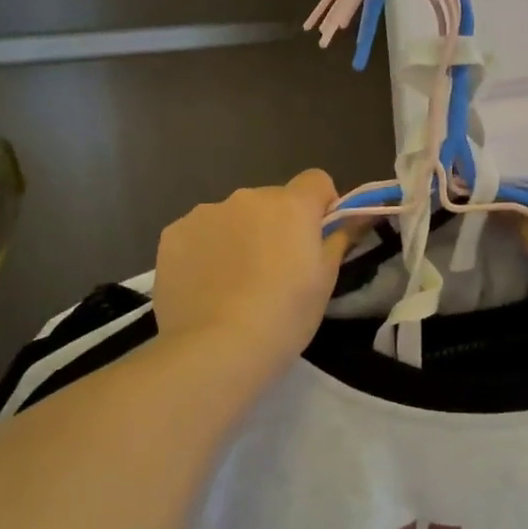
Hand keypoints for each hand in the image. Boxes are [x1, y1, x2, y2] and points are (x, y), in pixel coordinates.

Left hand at [152, 170, 351, 365]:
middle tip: (273, 270)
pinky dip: (205, 250)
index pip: (316, 180)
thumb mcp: (325, 282)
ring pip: (232, 216)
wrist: (216, 348)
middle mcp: (247, 197)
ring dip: (238, 235)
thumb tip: (355, 218)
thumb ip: (338, 239)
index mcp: (290, 206)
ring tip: (233, 283)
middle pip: (271, 200)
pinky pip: (199, 233)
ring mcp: (205, 213)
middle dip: (276, 225)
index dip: (321, 205)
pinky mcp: (172, 234)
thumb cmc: (284, 316)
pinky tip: (205, 286)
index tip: (316, 238)